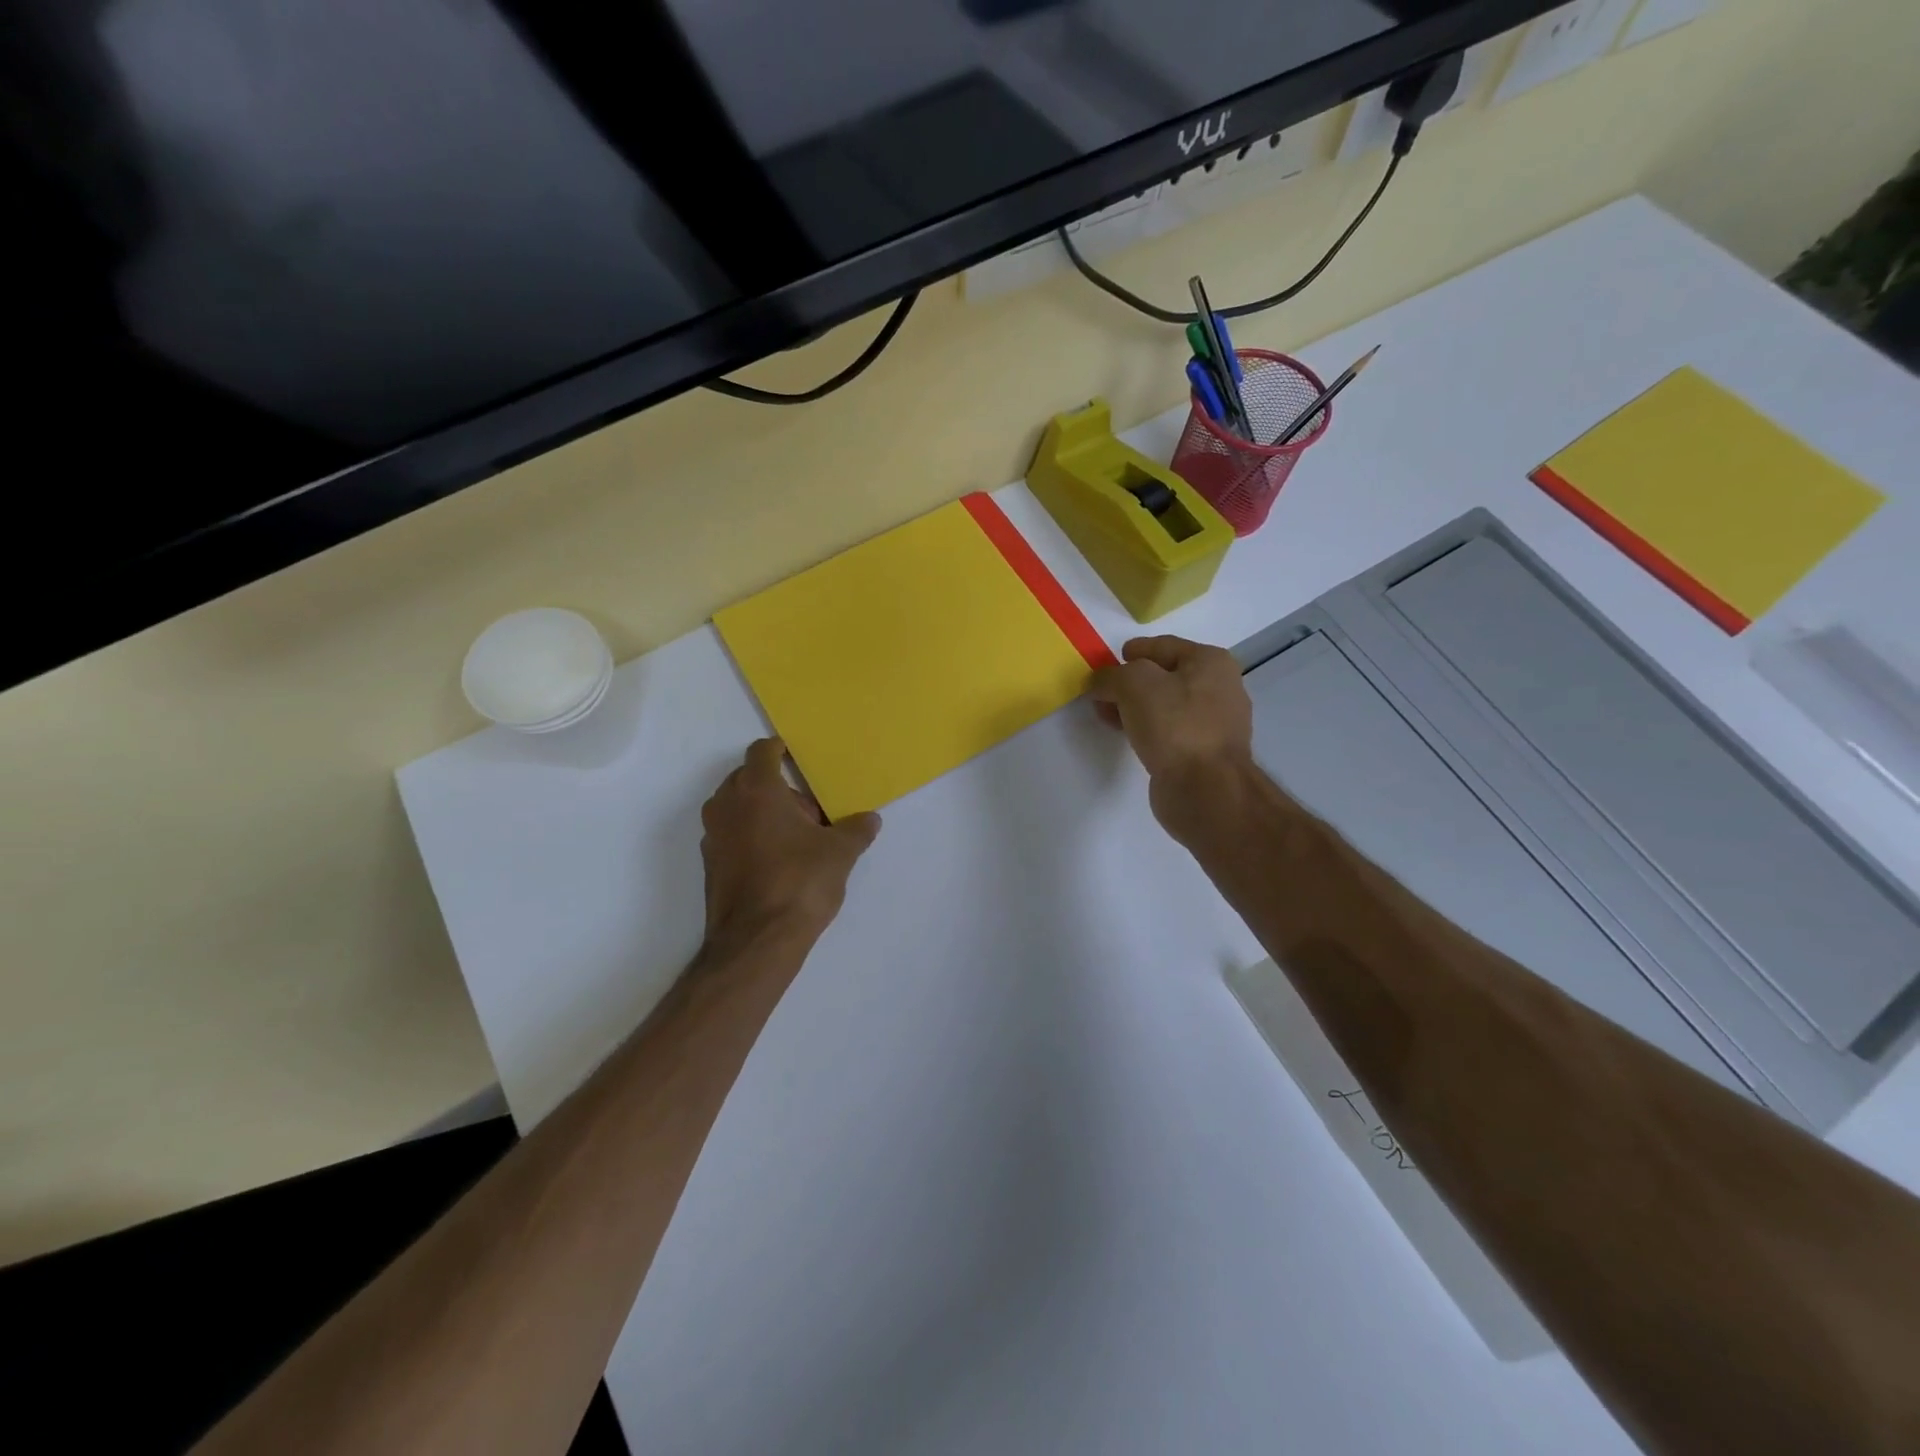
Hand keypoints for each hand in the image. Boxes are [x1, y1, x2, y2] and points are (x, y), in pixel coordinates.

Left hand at [699, 739, 880, 958]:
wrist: (757, 941)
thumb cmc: (800, 882)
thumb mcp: (840, 853)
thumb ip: (856, 830)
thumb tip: (870, 820)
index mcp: (756, 789)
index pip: (762, 751)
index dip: (780, 750)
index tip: (798, 759)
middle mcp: (726, 805)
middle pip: (748, 778)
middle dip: (777, 786)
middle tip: (808, 809)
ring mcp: (713, 836)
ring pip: (737, 808)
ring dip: (762, 812)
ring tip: (796, 837)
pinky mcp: (710, 864)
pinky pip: (732, 835)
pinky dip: (750, 836)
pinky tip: (778, 861)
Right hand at [1089, 636, 1254, 829]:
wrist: (1205, 788)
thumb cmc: (1174, 725)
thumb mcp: (1134, 684)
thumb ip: (1111, 676)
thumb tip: (1100, 683)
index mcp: (1210, 662)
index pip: (1162, 646)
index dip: (1131, 652)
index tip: (1105, 665)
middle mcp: (1219, 688)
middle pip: (1164, 676)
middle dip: (1129, 684)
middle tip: (1101, 695)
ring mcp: (1215, 723)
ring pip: (1165, 706)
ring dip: (1135, 708)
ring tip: (1107, 717)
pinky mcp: (1204, 752)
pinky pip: (1169, 731)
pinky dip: (1147, 730)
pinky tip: (1129, 737)